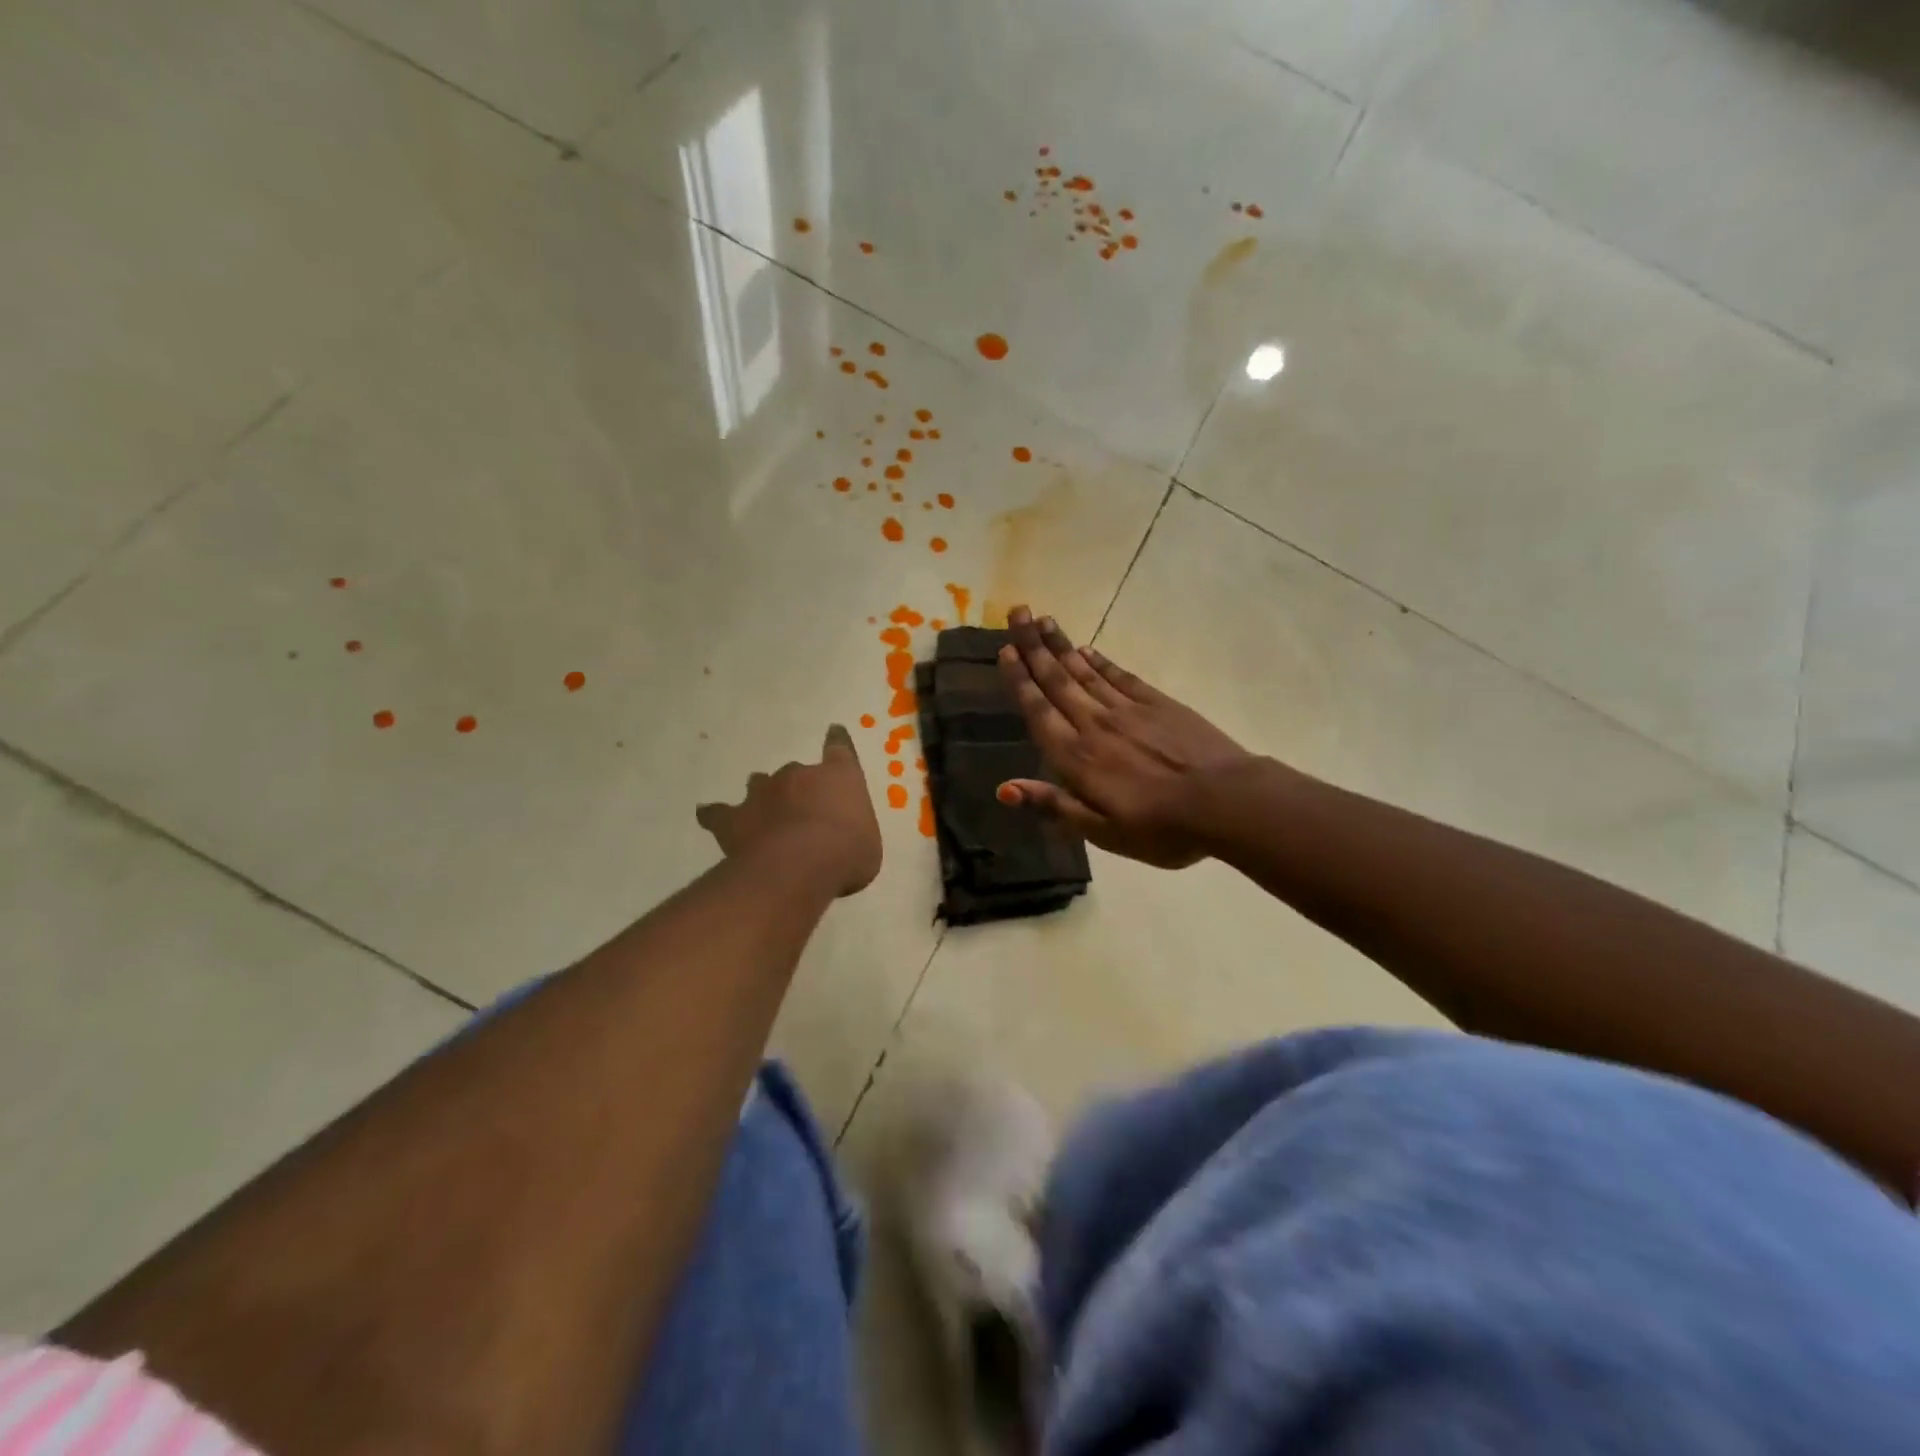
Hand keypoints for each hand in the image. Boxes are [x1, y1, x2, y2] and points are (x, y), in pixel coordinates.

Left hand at [696, 724, 883, 896]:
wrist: (799, 867)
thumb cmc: (847, 855)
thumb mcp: (866, 849)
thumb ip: (854, 837)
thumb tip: (845, 845)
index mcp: (840, 777)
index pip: (840, 749)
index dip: (837, 741)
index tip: (833, 731)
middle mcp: (799, 775)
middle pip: (795, 771)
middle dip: (797, 787)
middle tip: (802, 811)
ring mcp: (763, 793)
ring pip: (758, 784)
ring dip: (763, 796)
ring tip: (763, 811)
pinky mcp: (734, 818)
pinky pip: (719, 813)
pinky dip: (716, 815)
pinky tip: (709, 817)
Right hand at [995, 607, 1254, 867]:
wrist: (1224, 802)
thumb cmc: (1159, 828)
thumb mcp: (1101, 831)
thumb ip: (1053, 805)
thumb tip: (1003, 788)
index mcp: (1076, 757)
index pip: (1039, 710)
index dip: (1020, 680)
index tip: (1005, 650)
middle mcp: (1095, 724)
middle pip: (1057, 679)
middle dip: (1034, 646)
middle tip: (1016, 611)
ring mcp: (1128, 710)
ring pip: (1085, 671)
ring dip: (1061, 646)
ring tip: (1043, 620)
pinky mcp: (1158, 704)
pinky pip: (1120, 677)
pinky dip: (1101, 662)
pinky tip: (1088, 650)